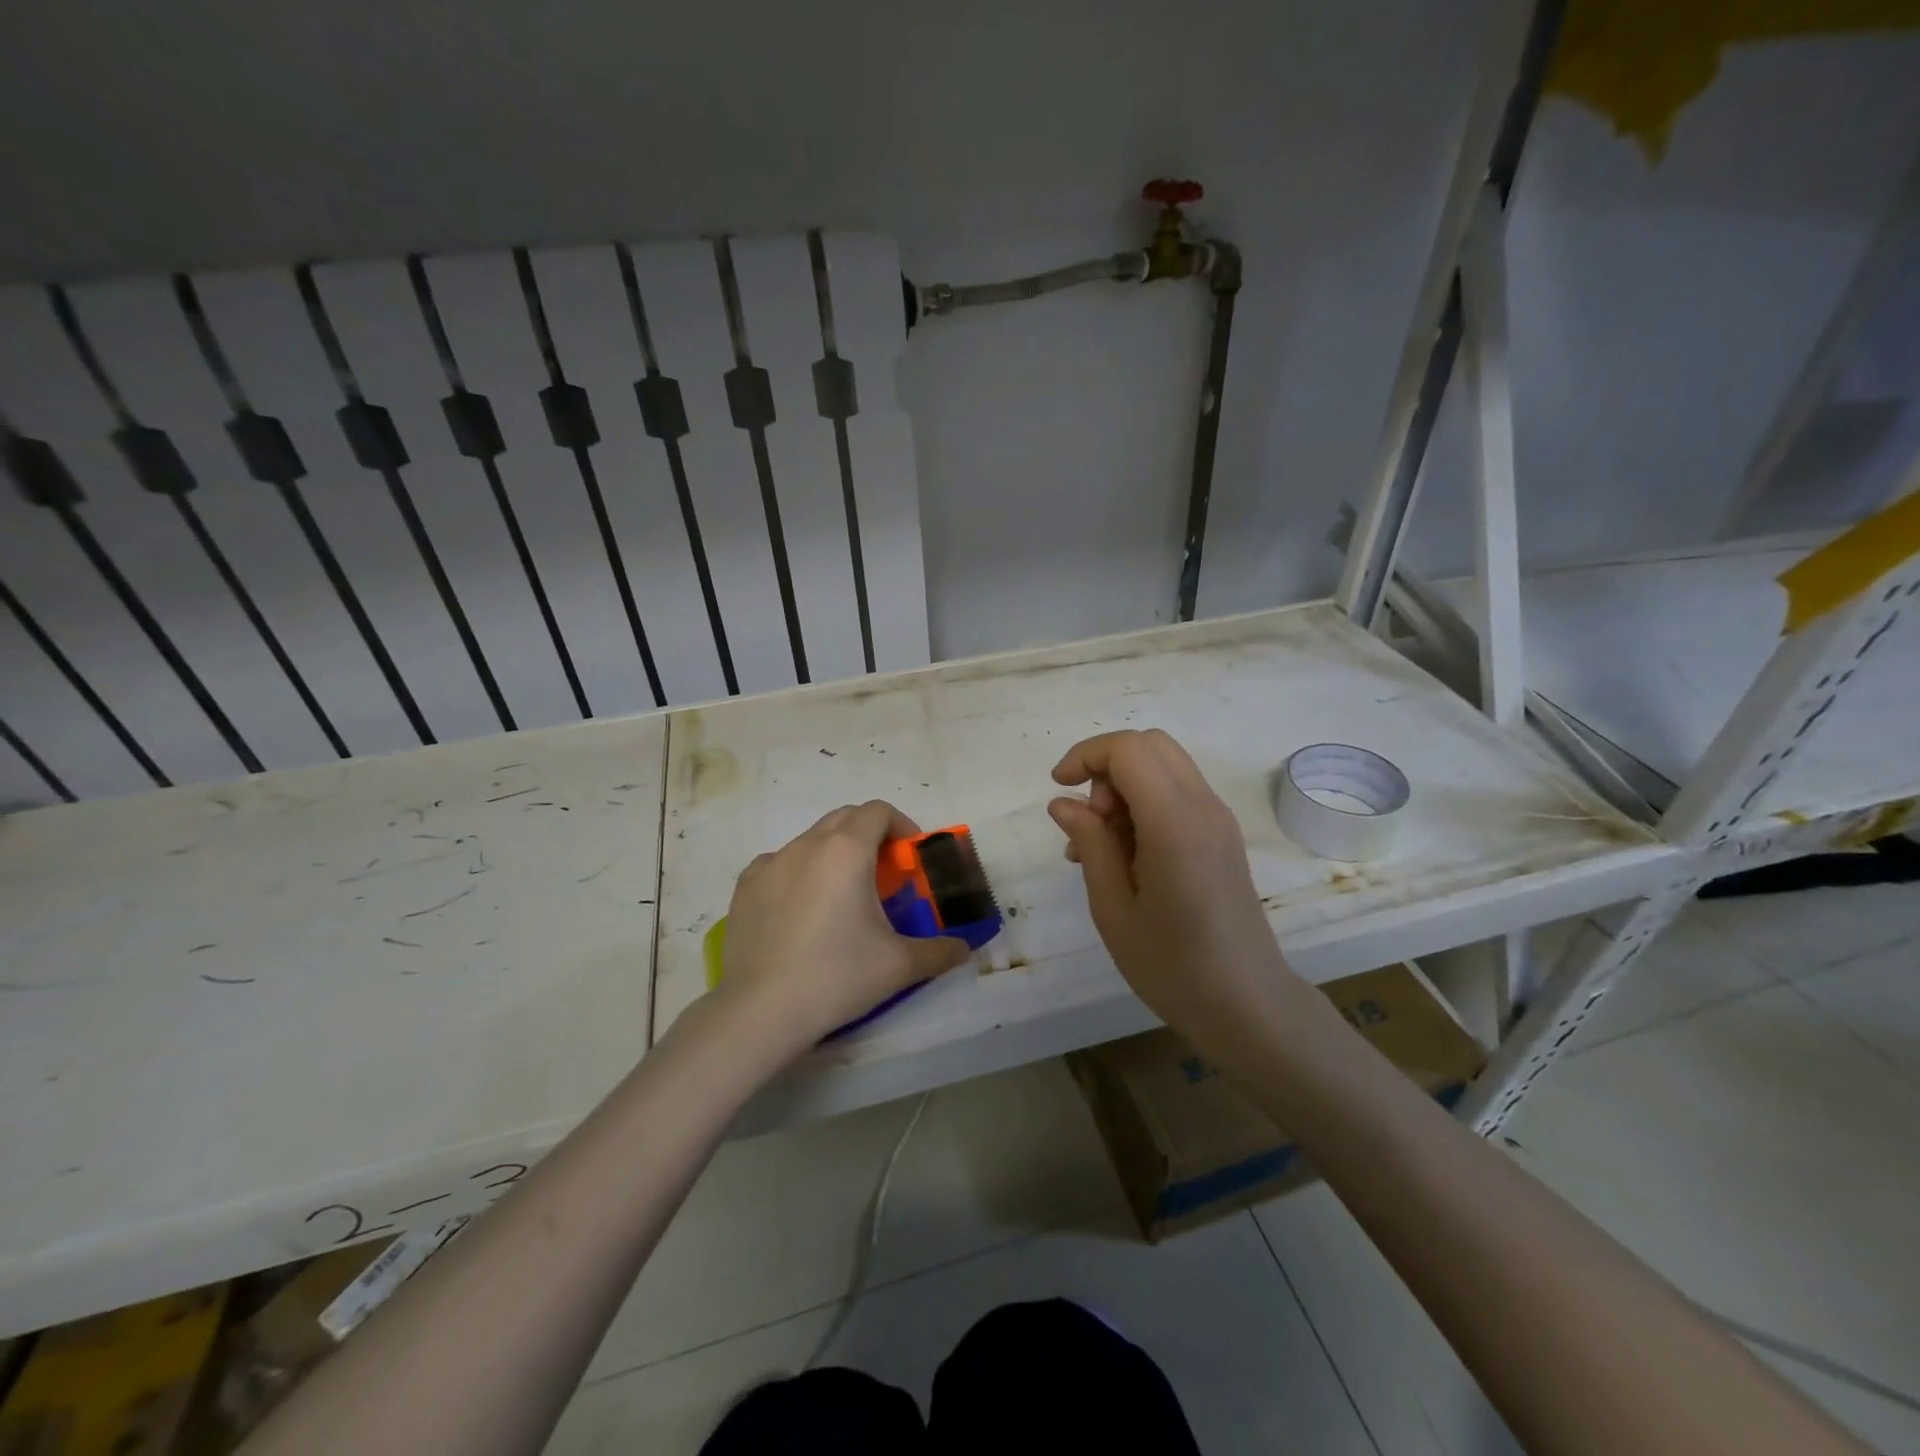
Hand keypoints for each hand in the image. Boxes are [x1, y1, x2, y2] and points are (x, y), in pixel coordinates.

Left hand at [714, 800, 971, 1055]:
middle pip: (845, 818)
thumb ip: (939, 951)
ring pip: (811, 840)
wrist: (762, 1010)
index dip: (901, 826)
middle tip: (883, 874)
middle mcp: (807, 845)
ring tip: (841, 896)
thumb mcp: (899, 965)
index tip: (910, 857)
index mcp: (847, 851)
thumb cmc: (837, 976)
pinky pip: (779, 864)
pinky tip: (800, 909)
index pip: (878, 811)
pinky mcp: (745, 886)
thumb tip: (964, 950)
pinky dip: (798, 873)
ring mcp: (771, 863)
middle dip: (869, 835)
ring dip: (834, 853)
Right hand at [1047, 730, 1293, 1037]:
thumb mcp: (1113, 908)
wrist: (1247, 1005)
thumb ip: (1090, 844)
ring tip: (1099, 846)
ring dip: (1124, 786)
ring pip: (1165, 766)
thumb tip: (1063, 802)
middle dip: (1106, 766)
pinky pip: (1177, 794)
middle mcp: (1203, 807)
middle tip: (1088, 819)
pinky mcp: (1222, 835)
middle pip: (1150, 745)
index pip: (1128, 749)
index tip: (1058, 788)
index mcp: (1174, 823)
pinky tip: (1125, 854)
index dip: (1086, 755)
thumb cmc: (1172, 966)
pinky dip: (1144, 803)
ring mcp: (1218, 819)